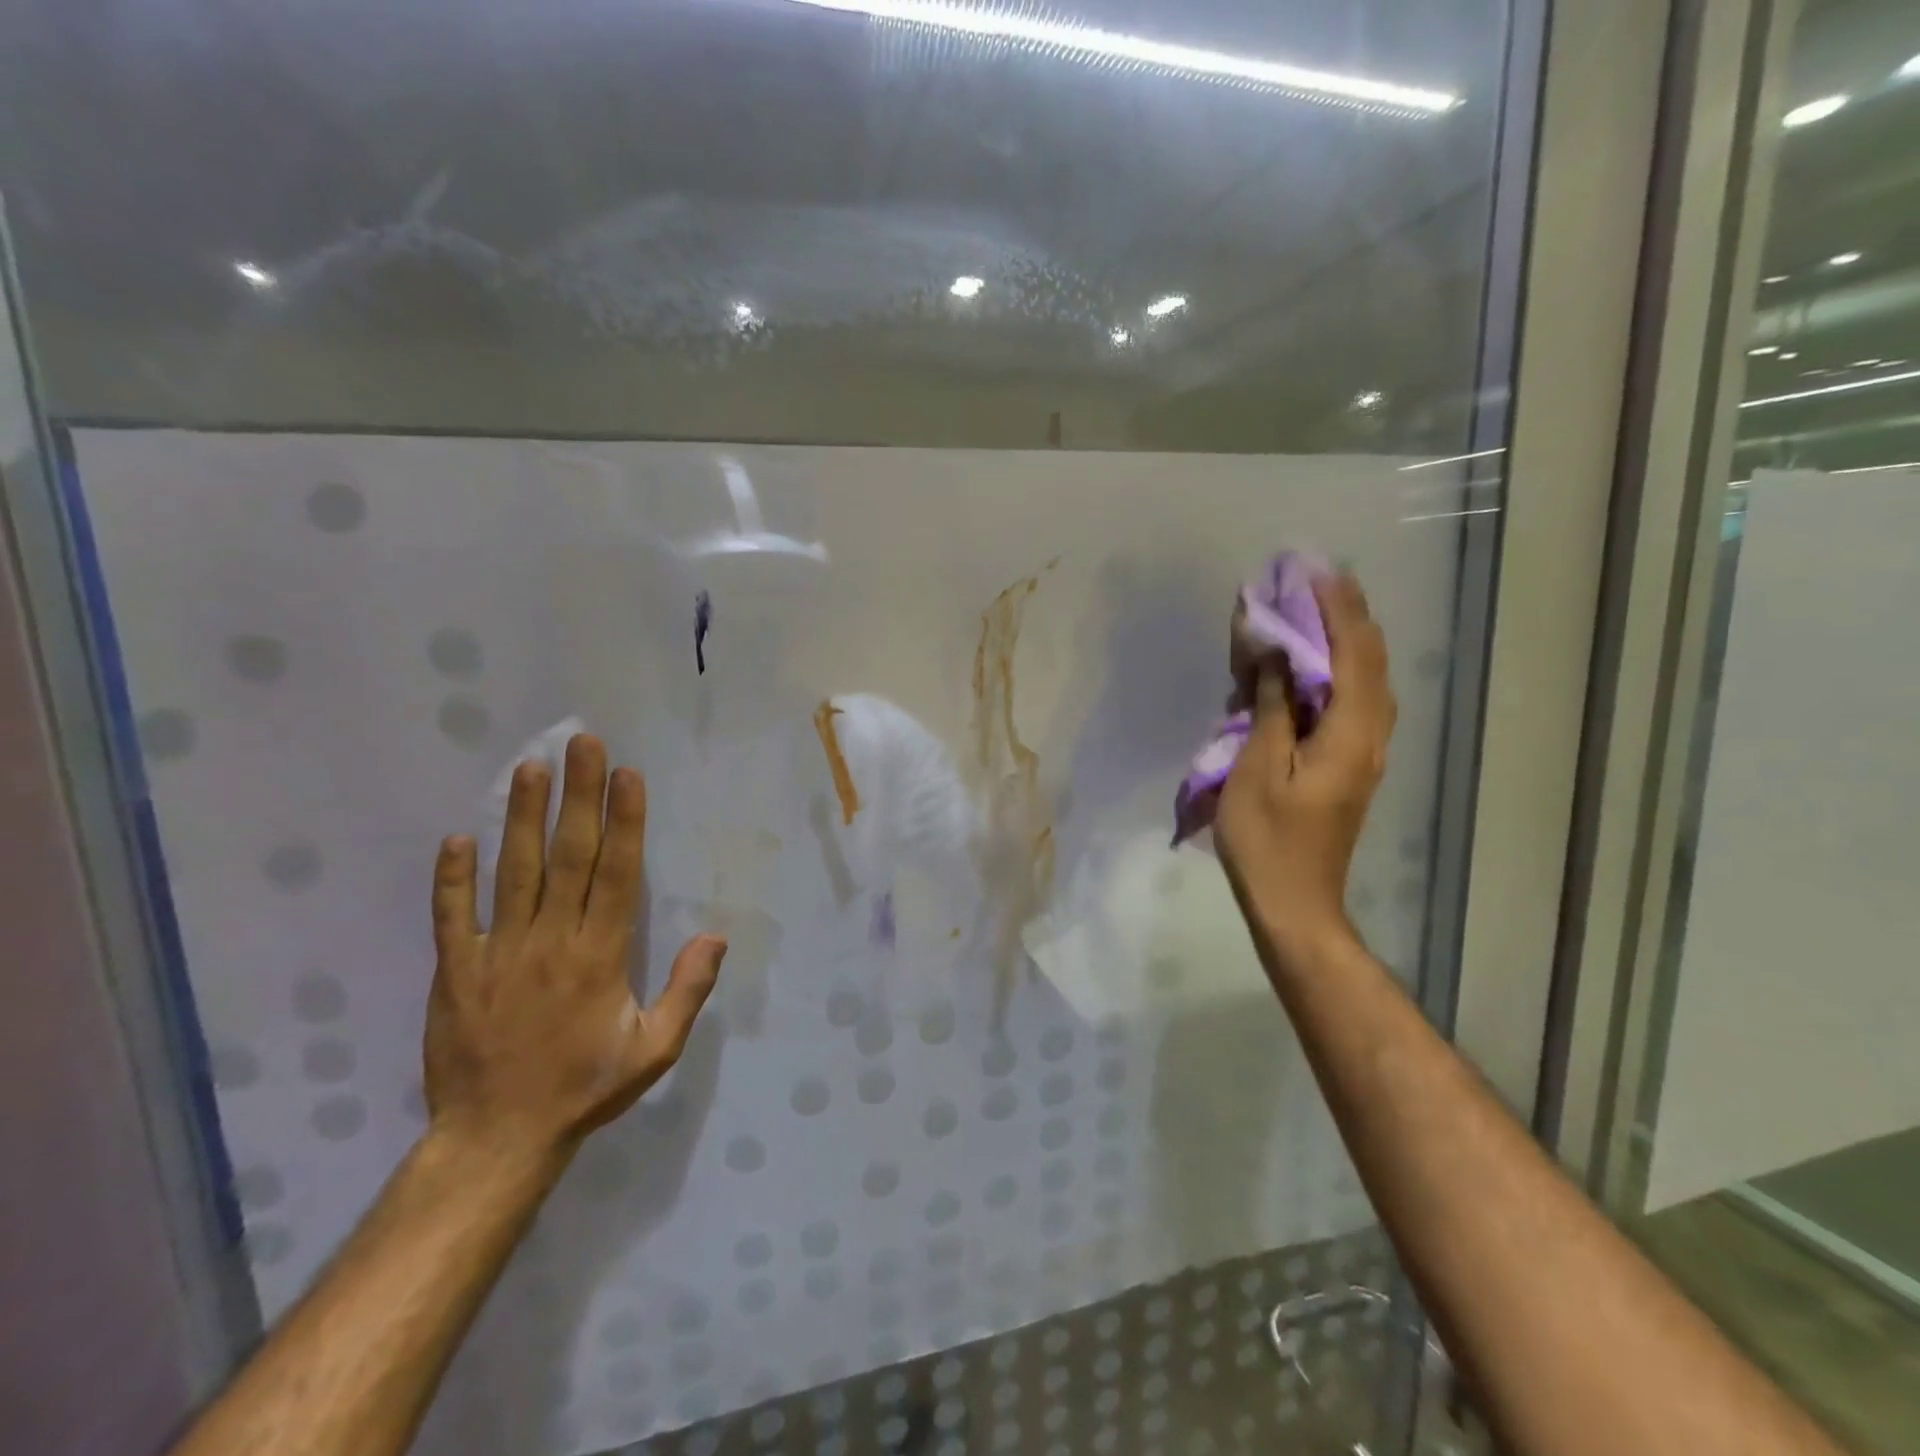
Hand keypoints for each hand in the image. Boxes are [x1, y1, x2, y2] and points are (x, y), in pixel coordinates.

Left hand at [424, 733, 725, 1166]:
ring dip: (523, 818)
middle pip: (568, 856)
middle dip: (579, 797)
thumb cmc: (585, 1088)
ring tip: (531, 768)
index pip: (616, 873)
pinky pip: (453, 917)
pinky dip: (452, 878)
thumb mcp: (656, 1049)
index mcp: (601, 956)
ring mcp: (499, 953)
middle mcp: (552, 941)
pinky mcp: (455, 971)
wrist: (496, 1139)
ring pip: (514, 873)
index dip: (624, 821)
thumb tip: (716, 935)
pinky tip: (457, 838)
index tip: (627, 775)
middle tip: (583, 745)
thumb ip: (688, 991)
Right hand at [1216, 572, 1396, 949]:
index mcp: (1351, 734)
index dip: (1337, 610)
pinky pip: (1352, 702)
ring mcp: (1365, 752)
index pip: (1354, 654)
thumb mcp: (1258, 768)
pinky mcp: (1351, 765)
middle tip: (1316, 581)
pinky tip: (1311, 665)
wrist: (1294, 902)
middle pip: (1370, 661)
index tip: (1315, 572)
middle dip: (1345, 616)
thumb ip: (1272, 707)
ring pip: (1366, 681)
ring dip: (1343, 641)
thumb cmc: (1267, 839)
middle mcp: (1371, 736)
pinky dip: (1335, 672)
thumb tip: (1275, 655)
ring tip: (1315, 609)